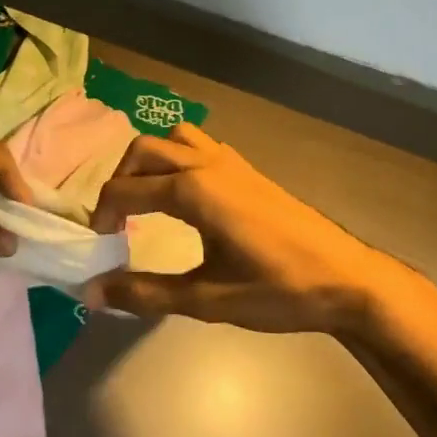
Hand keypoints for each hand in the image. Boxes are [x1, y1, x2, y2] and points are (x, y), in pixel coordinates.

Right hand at [83, 123, 420, 335]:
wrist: (344, 277)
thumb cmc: (277, 290)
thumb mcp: (207, 299)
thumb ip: (146, 293)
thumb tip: (92, 292)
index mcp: (193, 189)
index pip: (126, 189)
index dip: (103, 215)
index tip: (100, 245)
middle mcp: (206, 163)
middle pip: (143, 150)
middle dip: (120, 179)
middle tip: (117, 221)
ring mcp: (230, 160)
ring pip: (174, 137)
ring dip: (150, 160)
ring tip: (146, 199)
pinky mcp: (246, 168)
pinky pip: (199, 144)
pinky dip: (177, 157)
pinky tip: (184, 196)